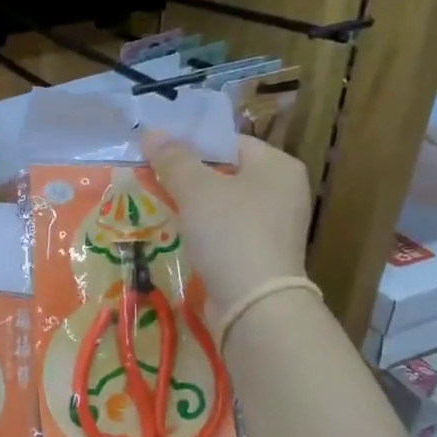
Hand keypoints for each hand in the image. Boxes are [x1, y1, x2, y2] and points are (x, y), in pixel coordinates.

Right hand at [141, 131, 312, 319]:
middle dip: (190, 180)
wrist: (254, 304)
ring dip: (194, 210)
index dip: (192, 146)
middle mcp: (284, 193)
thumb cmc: (230, 234)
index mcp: (278, 166)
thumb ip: (173, 160)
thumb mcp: (196, 190)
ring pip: (225, 208)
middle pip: (227, 175)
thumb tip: (152, 132)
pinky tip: (181, 240)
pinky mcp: (263, 258)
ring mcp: (276, 229)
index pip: (230, 143)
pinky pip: (228, 235)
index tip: (159, 156)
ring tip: (160, 210)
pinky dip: (206, 236)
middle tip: (154, 182)